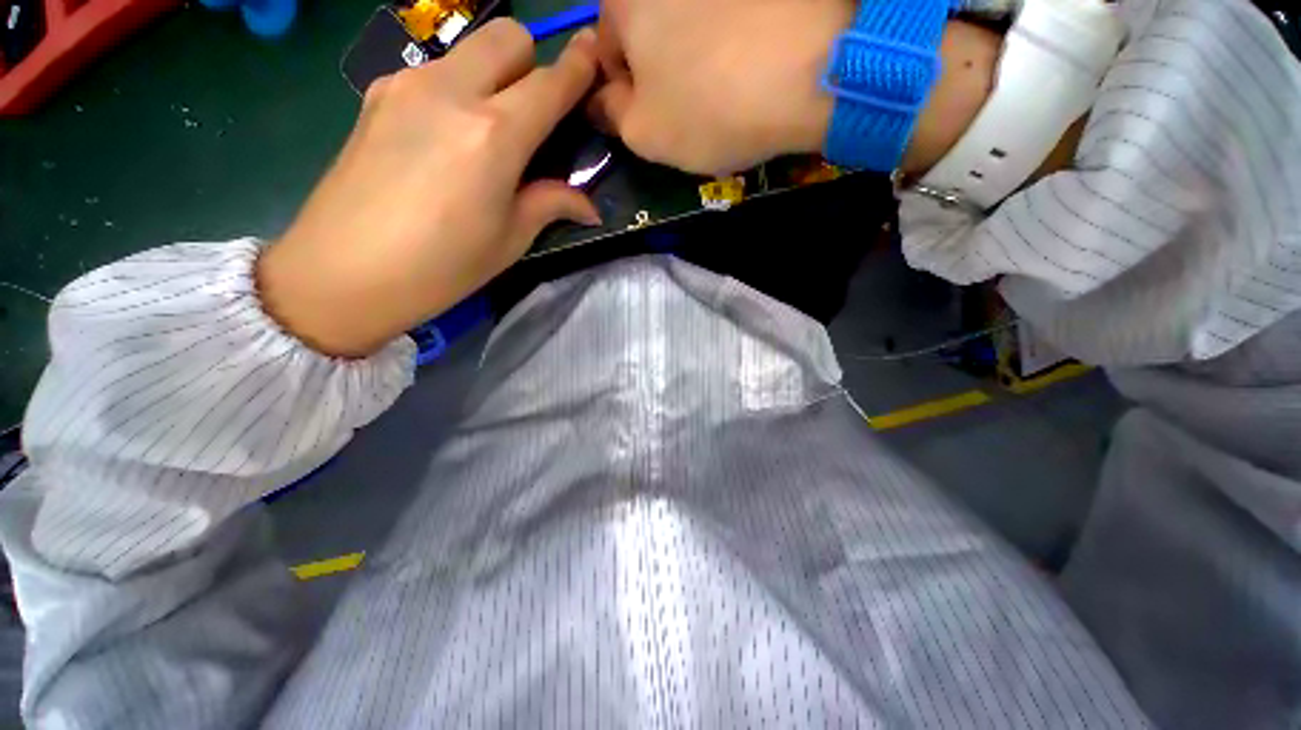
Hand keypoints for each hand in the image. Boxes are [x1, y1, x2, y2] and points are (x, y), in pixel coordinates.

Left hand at [258, 21, 601, 357]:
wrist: (342, 273)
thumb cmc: (442, 267)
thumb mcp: (510, 240)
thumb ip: (551, 204)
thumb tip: (589, 206)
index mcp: (494, 135)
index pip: (550, 83)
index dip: (579, 68)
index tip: (594, 56)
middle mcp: (451, 91)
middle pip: (508, 37)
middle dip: (533, 62)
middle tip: (535, 113)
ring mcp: (407, 84)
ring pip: (470, 51)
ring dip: (494, 76)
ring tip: (488, 133)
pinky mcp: (378, 94)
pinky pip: (436, 72)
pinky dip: (458, 90)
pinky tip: (447, 138)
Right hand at [591, 1, 1017, 179]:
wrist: (815, 69)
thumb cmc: (711, 107)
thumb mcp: (644, 133)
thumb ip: (611, 116)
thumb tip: (603, 100)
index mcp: (627, 1)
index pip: (606, 51)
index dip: (625, 94)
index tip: (651, 121)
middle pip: (649, 34)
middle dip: (660, 75)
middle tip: (690, 111)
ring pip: (691, 27)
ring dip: (696, 61)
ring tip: (727, 91)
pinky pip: (732, 20)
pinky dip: (733, 45)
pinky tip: (753, 69)